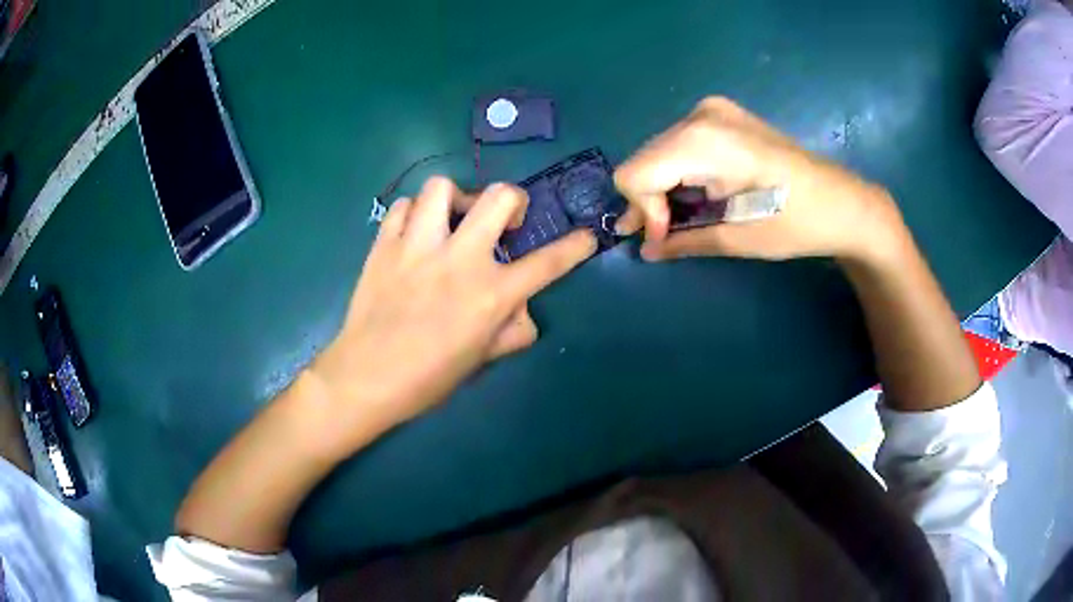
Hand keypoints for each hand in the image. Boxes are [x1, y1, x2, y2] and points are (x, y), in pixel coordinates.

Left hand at [308, 177, 596, 443]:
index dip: (575, 247)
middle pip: (499, 197)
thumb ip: (511, 332)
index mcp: (490, 294)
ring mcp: (417, 246)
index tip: (585, 235)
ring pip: (442, 187)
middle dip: (513, 200)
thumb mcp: (481, 360)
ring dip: (455, 200)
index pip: (547, 263)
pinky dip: (413, 213)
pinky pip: (402, 206)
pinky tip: (414, 233)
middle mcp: (459, 259)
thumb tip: (522, 311)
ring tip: (450, 221)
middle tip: (503, 221)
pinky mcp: (384, 245)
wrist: (366, 377)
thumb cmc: (428, 379)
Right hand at [614, 97, 902, 262]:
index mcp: (702, 140)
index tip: (665, 241)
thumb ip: (683, 240)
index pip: (636, 174)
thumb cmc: (797, 223)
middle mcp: (700, 115)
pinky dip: (680, 174)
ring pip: (660, 153)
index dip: (643, 212)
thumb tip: (647, 251)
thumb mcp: (737, 238)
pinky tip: (698, 197)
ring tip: (680, 220)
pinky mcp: (725, 116)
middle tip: (664, 237)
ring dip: (663, 189)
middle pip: (645, 160)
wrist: (843, 203)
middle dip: (650, 201)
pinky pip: (681, 146)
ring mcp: (713, 111)